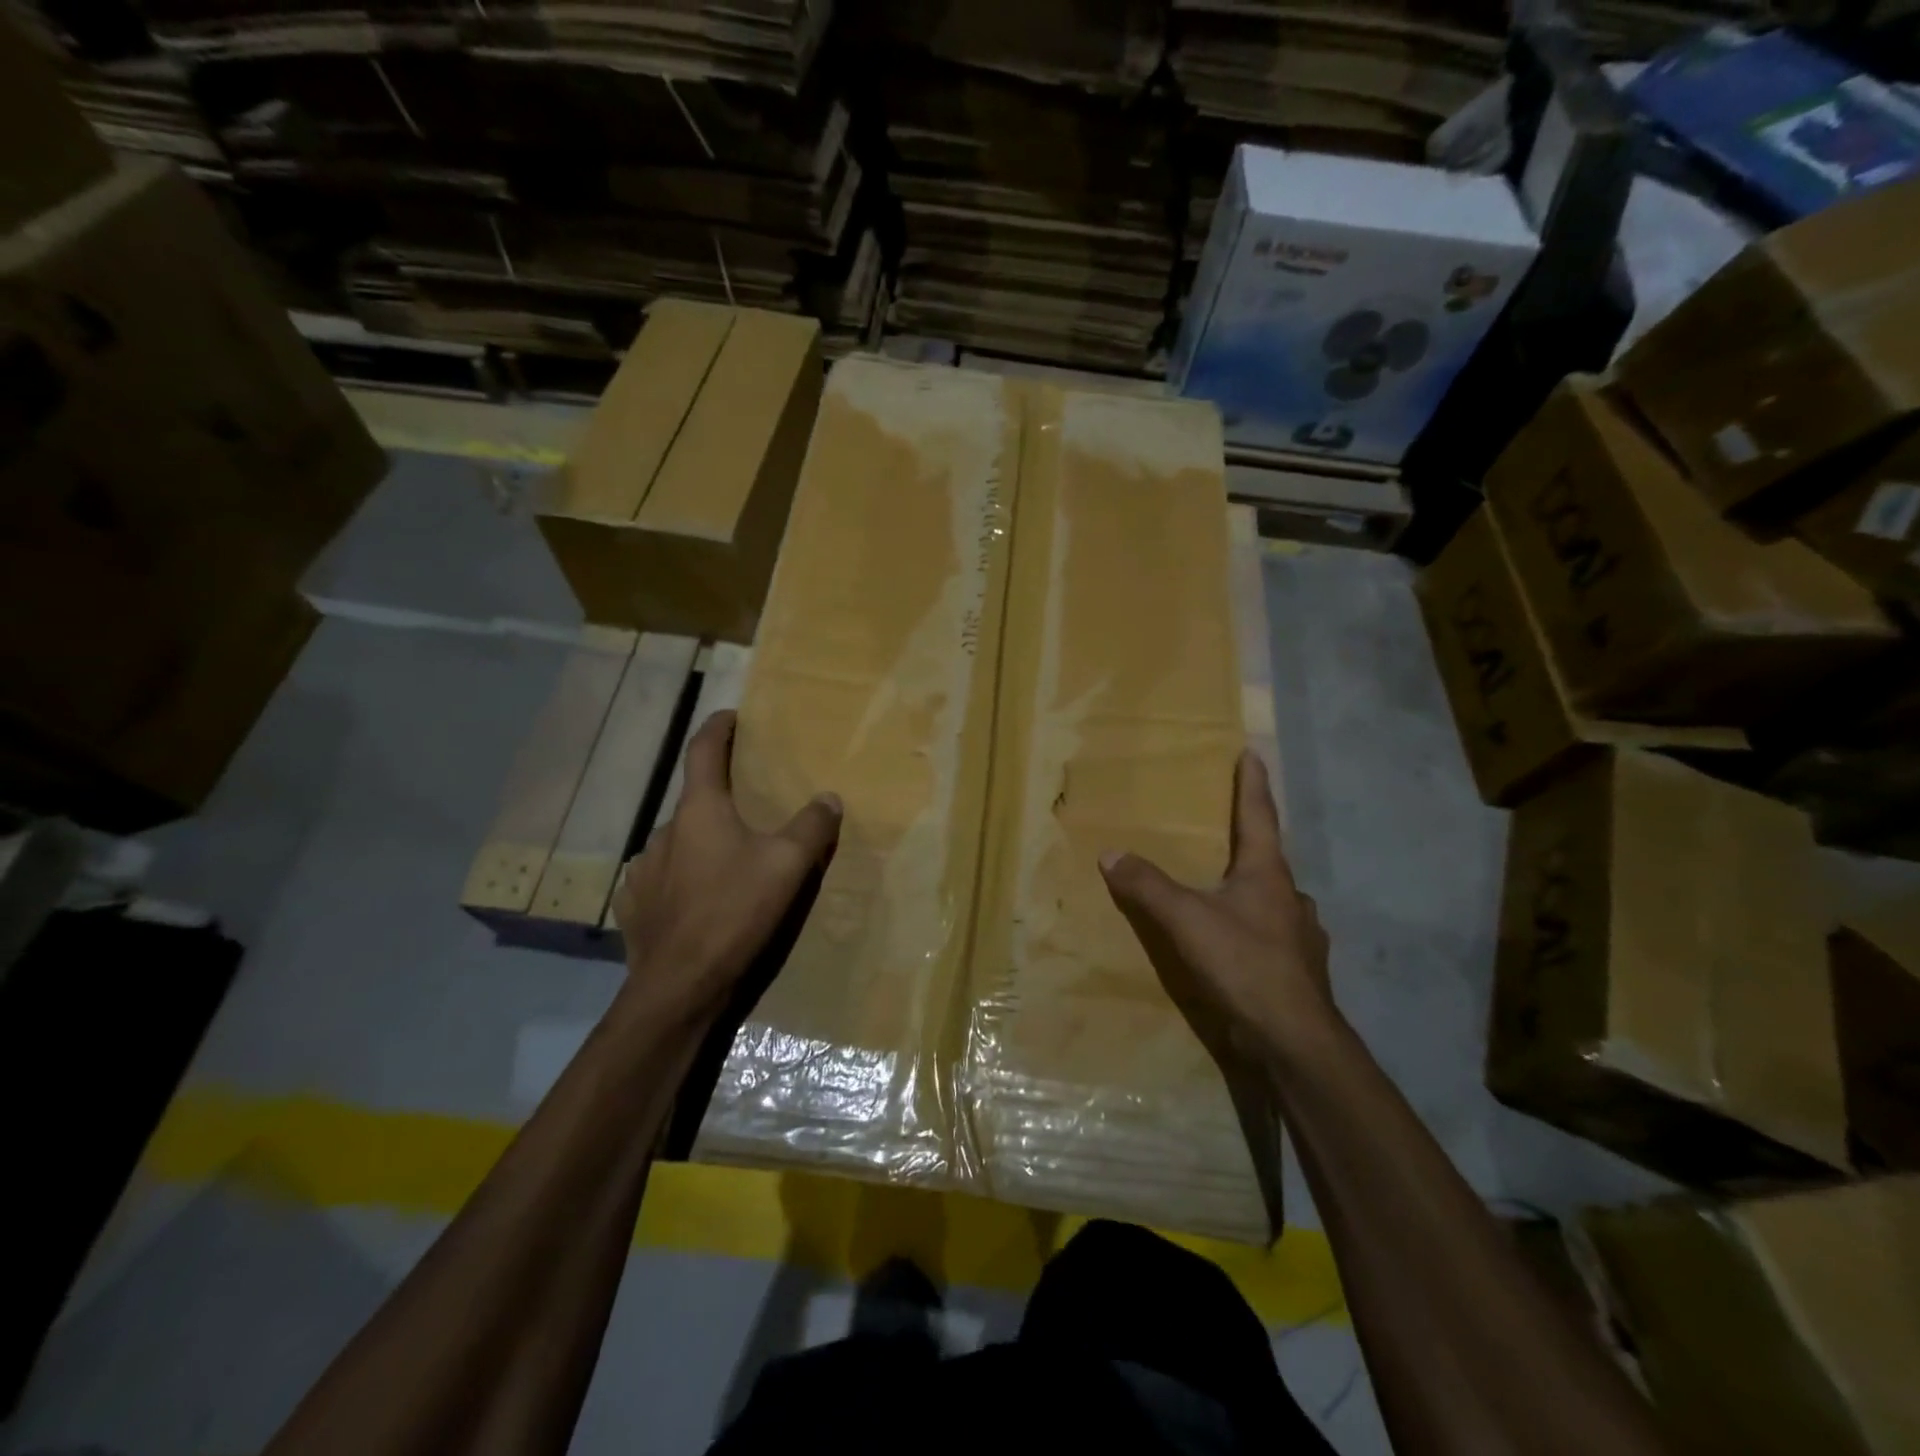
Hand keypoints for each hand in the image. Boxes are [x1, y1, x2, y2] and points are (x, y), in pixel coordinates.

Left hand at [611, 710, 840, 1025]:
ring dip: (701, 844)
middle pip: (694, 802)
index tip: (731, 716)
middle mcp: (664, 831)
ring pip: (678, 843)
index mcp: (699, 810)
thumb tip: (828, 798)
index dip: (719, 728)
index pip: (703, 751)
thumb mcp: (787, 866)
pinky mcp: (635, 906)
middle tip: (749, 814)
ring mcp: (643, 870)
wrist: (680, 985)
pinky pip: (662, 879)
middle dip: (720, 800)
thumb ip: (811, 826)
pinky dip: (681, 879)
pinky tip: (697, 900)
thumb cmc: (735, 912)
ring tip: (727, 864)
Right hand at [1099, 750, 1336, 1072]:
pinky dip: (1256, 928)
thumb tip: (1110, 854)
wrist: (1295, 1039)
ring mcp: (1301, 935)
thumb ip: (1148, 886)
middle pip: (1269, 857)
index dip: (1252, 784)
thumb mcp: (1186, 920)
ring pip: (1274, 899)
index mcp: (1267, 873)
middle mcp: (1290, 896)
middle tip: (1228, 833)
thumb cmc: (1244, 964)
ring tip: (1229, 892)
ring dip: (1254, 889)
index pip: (1259, 815)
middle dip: (1250, 841)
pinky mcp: (1300, 970)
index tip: (1253, 753)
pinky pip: (1274, 935)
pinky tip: (1242, 943)